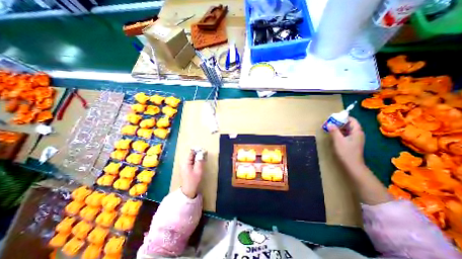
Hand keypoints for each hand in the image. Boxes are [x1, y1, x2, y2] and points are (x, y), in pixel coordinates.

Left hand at [179, 149, 204, 197]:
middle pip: (191, 155)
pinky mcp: (186, 168)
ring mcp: (184, 166)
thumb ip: (200, 161)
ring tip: (203, 157)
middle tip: (205, 154)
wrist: (188, 190)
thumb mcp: (198, 170)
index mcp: (186, 162)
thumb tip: (201, 153)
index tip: (203, 150)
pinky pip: (191, 161)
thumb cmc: (194, 180)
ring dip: (197, 157)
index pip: (191, 153)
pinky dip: (196, 161)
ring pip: (192, 158)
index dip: (197, 150)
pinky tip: (200, 162)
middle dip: (198, 153)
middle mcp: (184, 163)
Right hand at [328, 117, 364, 169]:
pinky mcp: (352, 143)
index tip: (335, 117)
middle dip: (340, 122)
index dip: (344, 117)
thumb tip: (330, 124)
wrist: (352, 165)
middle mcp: (357, 134)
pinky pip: (346, 135)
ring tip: (330, 127)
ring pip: (347, 130)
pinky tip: (334, 135)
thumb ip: (334, 131)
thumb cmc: (346, 152)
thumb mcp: (338, 140)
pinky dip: (340, 133)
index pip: (352, 120)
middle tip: (330, 122)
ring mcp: (355, 139)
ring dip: (339, 128)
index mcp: (357, 132)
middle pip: (350, 124)